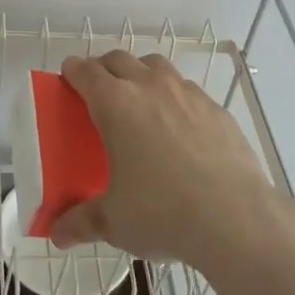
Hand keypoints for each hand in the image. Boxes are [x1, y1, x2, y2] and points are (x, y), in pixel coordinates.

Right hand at [49, 50, 284, 270]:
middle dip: (104, 69)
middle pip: (119, 60)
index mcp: (116, 104)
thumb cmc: (163, 213)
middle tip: (99, 93)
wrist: (235, 218)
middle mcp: (150, 87)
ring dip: (141, 75)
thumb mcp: (114, 221)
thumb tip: (58, 234)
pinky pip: (188, 90)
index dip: (72, 71)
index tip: (68, 78)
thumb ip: (82, 222)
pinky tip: (180, 129)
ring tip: (140, 104)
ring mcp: (187, 94)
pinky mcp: (216, 109)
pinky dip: (175, 98)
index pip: (86, 71)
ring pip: (156, 66)